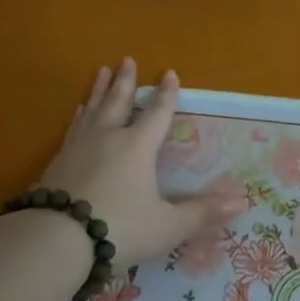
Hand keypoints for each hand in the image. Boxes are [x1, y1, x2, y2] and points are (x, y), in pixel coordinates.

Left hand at [38, 59, 246, 267]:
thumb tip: (242, 202)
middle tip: (127, 60)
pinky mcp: (57, 163)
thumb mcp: (168, 225)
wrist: (56, 240)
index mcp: (137, 147)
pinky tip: (78, 114)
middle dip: (126, 81)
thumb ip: (201, 212)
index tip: (170, 73)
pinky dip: (79, 116)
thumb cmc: (121, 228)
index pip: (157, 114)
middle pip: (119, 102)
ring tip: (100, 72)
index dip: (167, 95)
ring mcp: (78, 148)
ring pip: (92, 110)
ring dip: (98, 90)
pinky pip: (73, 128)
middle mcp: (108, 138)